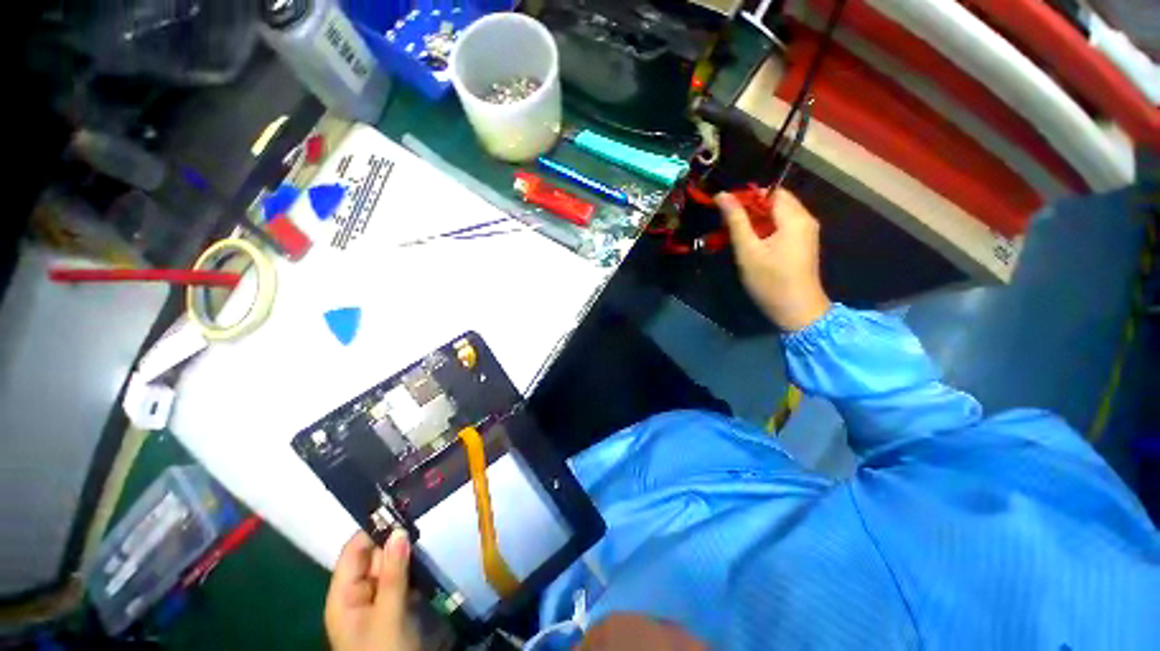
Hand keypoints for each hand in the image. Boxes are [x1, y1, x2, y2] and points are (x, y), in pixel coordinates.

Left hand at [325, 530, 419, 650]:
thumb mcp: (389, 614)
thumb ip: (393, 573)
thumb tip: (398, 530)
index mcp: (343, 595)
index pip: (354, 551)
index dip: (374, 530)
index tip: (400, 508)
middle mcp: (358, 592)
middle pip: (375, 555)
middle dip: (396, 539)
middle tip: (421, 518)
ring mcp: (378, 598)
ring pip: (392, 564)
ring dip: (409, 552)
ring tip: (428, 531)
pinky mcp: (396, 603)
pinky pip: (404, 576)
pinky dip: (415, 566)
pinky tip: (428, 556)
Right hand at [715, 189, 829, 330]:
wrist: (797, 311)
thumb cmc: (770, 281)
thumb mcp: (748, 250)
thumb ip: (736, 221)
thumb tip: (723, 195)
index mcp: (795, 217)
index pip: (771, 191)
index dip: (748, 195)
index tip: (726, 208)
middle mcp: (805, 219)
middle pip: (776, 201)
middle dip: (751, 208)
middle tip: (727, 222)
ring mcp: (806, 232)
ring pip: (778, 214)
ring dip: (756, 219)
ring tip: (735, 232)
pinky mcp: (802, 244)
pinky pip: (782, 226)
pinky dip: (765, 229)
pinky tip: (751, 242)